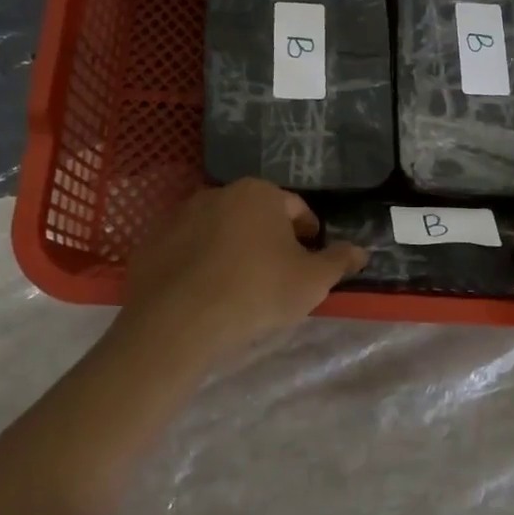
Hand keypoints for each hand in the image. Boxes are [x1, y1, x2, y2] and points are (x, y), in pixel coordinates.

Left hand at [116, 179, 367, 369]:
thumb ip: (338, 261)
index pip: (295, 208)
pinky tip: (203, 294)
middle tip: (277, 275)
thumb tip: (361, 250)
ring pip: (218, 231)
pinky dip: (198, 264)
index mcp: (259, 193)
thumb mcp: (312, 282)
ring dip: (232, 249)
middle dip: (268, 239)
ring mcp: (179, 216)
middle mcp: (218, 193)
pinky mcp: (151, 242)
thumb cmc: (256, 292)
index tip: (310, 259)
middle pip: (255, 215)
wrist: (177, 321)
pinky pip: (186, 250)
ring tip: (238, 287)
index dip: (308, 234)